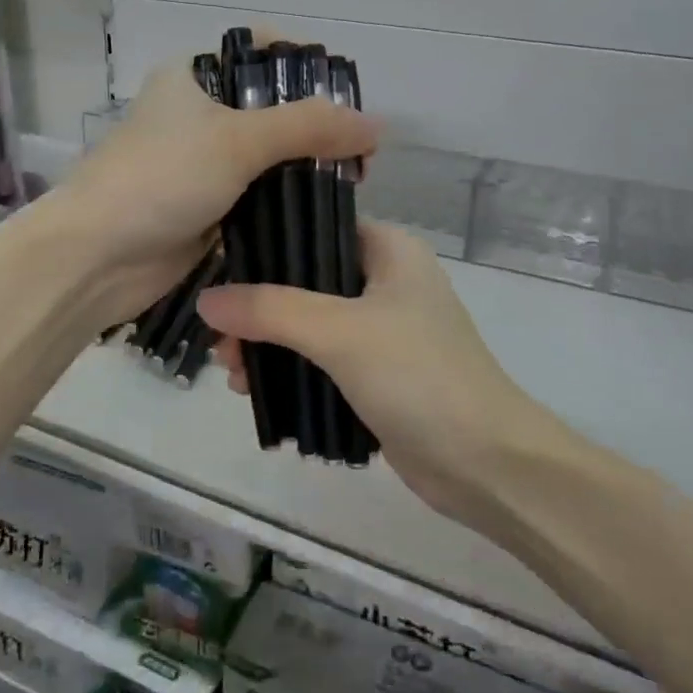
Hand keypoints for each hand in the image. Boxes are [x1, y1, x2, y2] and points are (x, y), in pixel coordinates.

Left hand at [58, 52, 376, 324]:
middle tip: (358, 153)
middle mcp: (199, 113)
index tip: (344, 100)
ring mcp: (204, 162)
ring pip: (270, 155)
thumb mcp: (236, 141)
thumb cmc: (161, 179)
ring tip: (351, 182)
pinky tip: (323, 208)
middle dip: (316, 127)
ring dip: (306, 167)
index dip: (306, 69)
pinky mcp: (210, 205)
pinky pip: (260, 194)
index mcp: (194, 77)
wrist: (96, 258)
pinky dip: (288, 199)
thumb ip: (308, 128)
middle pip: (272, 107)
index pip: (262, 53)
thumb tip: (375, 126)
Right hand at [197, 221, 546, 525]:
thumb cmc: (419, 376)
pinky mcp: (379, 373)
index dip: (267, 247)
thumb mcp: (340, 332)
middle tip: (220, 340)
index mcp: (389, 250)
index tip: (220, 273)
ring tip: (231, 373)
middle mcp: (386, 281)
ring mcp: (384, 330)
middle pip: (306, 281)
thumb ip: (271, 310)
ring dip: (269, 344)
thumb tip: (206, 299)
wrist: (486, 464)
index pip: (315, 228)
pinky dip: (291, 370)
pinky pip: (322, 360)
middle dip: (259, 309)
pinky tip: (255, 390)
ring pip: (310, 323)